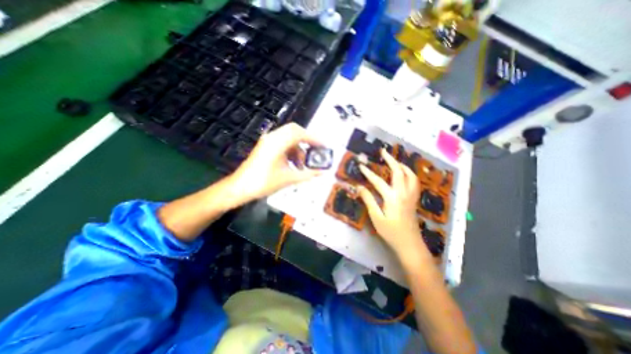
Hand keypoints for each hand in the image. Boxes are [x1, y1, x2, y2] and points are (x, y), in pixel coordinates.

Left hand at [229, 123, 321, 202]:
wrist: (240, 188)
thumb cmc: (263, 183)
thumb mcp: (288, 179)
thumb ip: (307, 174)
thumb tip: (322, 173)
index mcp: (277, 143)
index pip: (299, 134)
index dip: (314, 139)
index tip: (324, 146)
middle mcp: (273, 137)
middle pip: (294, 131)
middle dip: (307, 140)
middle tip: (315, 151)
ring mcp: (268, 141)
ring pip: (288, 137)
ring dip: (298, 147)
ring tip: (304, 163)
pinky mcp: (266, 147)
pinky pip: (282, 143)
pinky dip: (291, 150)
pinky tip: (294, 164)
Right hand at [357, 148, 431, 262]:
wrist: (409, 244)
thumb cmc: (390, 232)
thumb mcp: (376, 218)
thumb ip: (368, 200)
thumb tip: (359, 187)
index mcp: (392, 198)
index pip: (378, 181)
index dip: (368, 173)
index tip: (361, 165)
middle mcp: (403, 193)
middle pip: (398, 172)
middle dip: (390, 160)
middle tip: (383, 151)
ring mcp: (411, 195)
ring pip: (410, 175)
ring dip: (402, 165)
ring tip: (394, 161)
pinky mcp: (414, 199)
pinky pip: (414, 181)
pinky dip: (409, 173)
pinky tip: (404, 174)